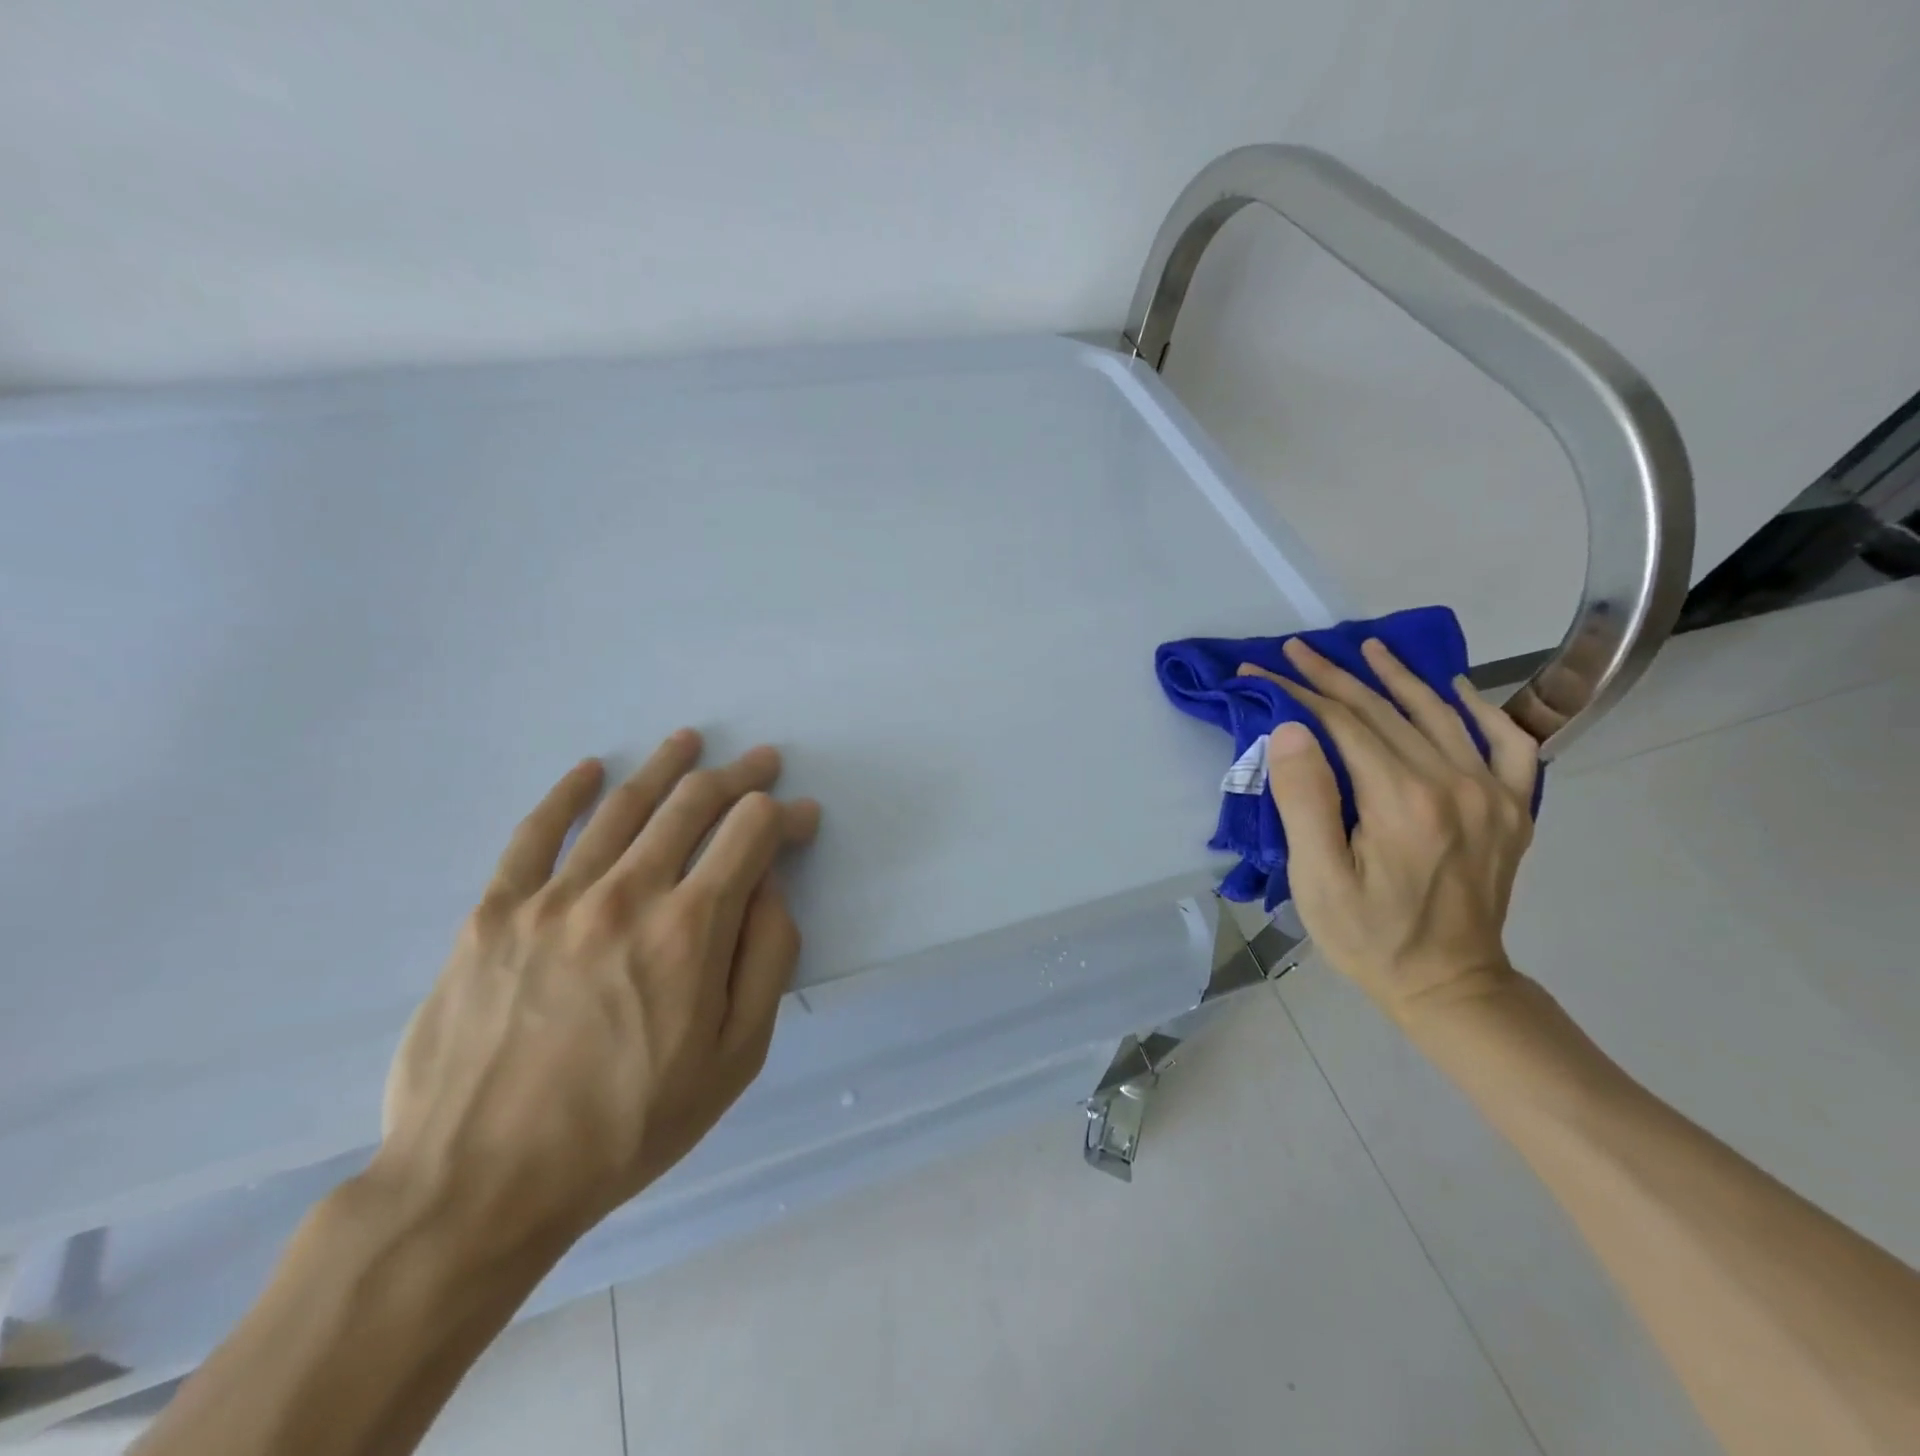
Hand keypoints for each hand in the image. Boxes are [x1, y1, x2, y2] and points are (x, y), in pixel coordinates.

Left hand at [374, 731, 819, 1255]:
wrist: (480, 1185)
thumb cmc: (626, 1127)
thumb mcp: (734, 1060)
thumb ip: (766, 961)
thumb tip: (771, 889)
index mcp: (690, 930)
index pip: (751, 834)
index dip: (784, 815)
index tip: (801, 816)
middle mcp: (627, 893)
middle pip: (693, 804)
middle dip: (738, 777)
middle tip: (760, 763)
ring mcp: (553, 897)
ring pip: (623, 806)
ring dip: (665, 766)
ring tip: (689, 741)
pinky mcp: (494, 911)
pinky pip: (536, 833)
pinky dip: (568, 793)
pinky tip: (591, 770)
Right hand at [1243, 638, 1539, 1026]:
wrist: (1448, 984)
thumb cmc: (1368, 935)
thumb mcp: (1317, 878)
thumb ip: (1306, 800)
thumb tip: (1292, 728)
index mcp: (1403, 801)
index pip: (1343, 724)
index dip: (1297, 693)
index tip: (1259, 673)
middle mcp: (1455, 784)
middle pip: (1385, 712)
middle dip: (1333, 676)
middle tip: (1295, 650)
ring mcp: (1493, 793)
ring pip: (1440, 715)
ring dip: (1399, 677)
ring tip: (1366, 648)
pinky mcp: (1513, 808)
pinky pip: (1508, 743)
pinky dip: (1481, 709)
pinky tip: (1456, 690)